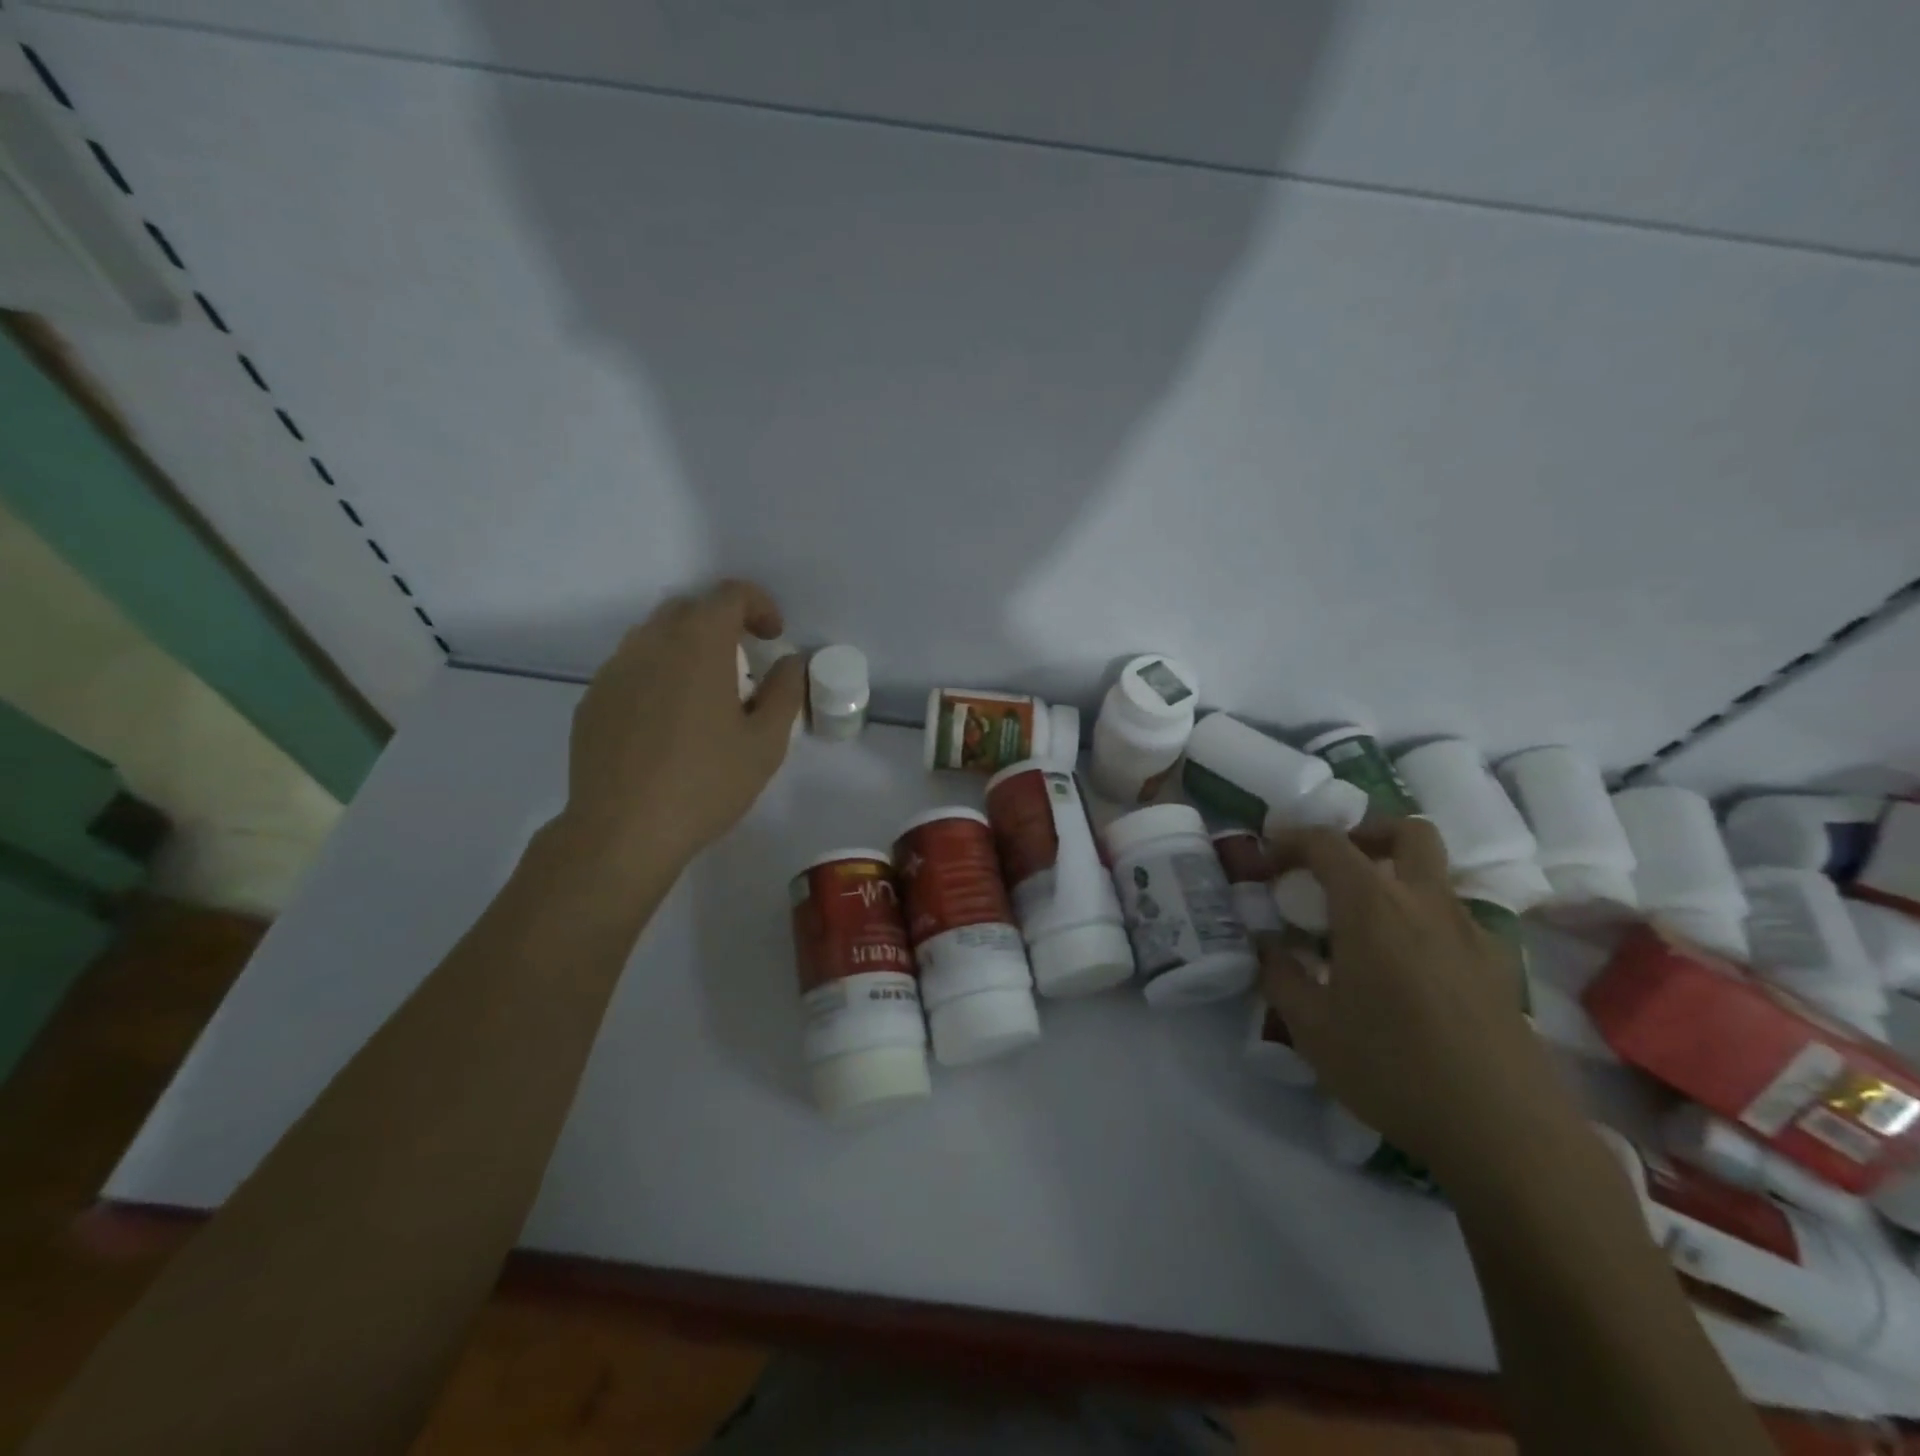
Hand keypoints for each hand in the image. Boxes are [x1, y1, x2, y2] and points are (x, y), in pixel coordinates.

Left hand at [554, 580, 804, 876]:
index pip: (730, 595)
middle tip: (744, 662)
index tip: (773, 637)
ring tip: (705, 694)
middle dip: (722, 623)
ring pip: (654, 637)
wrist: (623, 831)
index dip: (759, 605)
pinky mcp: (592, 700)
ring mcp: (614, 671)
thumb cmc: (706, 783)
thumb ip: (785, 691)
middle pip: (689, 609)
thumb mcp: (765, 742)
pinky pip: (630, 669)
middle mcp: (650, 644)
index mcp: (698, 645)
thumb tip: (790, 662)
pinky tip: (667, 723)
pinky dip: (657, 676)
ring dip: (687, 648)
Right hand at [1259, 819, 1574, 1187]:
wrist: (1506, 1133)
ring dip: (1398, 878)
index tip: (1268, 860)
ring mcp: (1472, 934)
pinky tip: (1407, 971)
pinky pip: (1456, 920)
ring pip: (1437, 875)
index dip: (1291, 840)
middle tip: (1334, 867)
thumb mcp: (1311, 1027)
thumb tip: (1268, 945)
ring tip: (1364, 924)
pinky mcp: (1499, 969)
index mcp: (1373, 905)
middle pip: (1408, 832)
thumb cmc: (1392, 1068)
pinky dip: (1425, 922)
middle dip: (1366, 833)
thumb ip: (1280, 975)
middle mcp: (1426, 904)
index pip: (1328, 843)